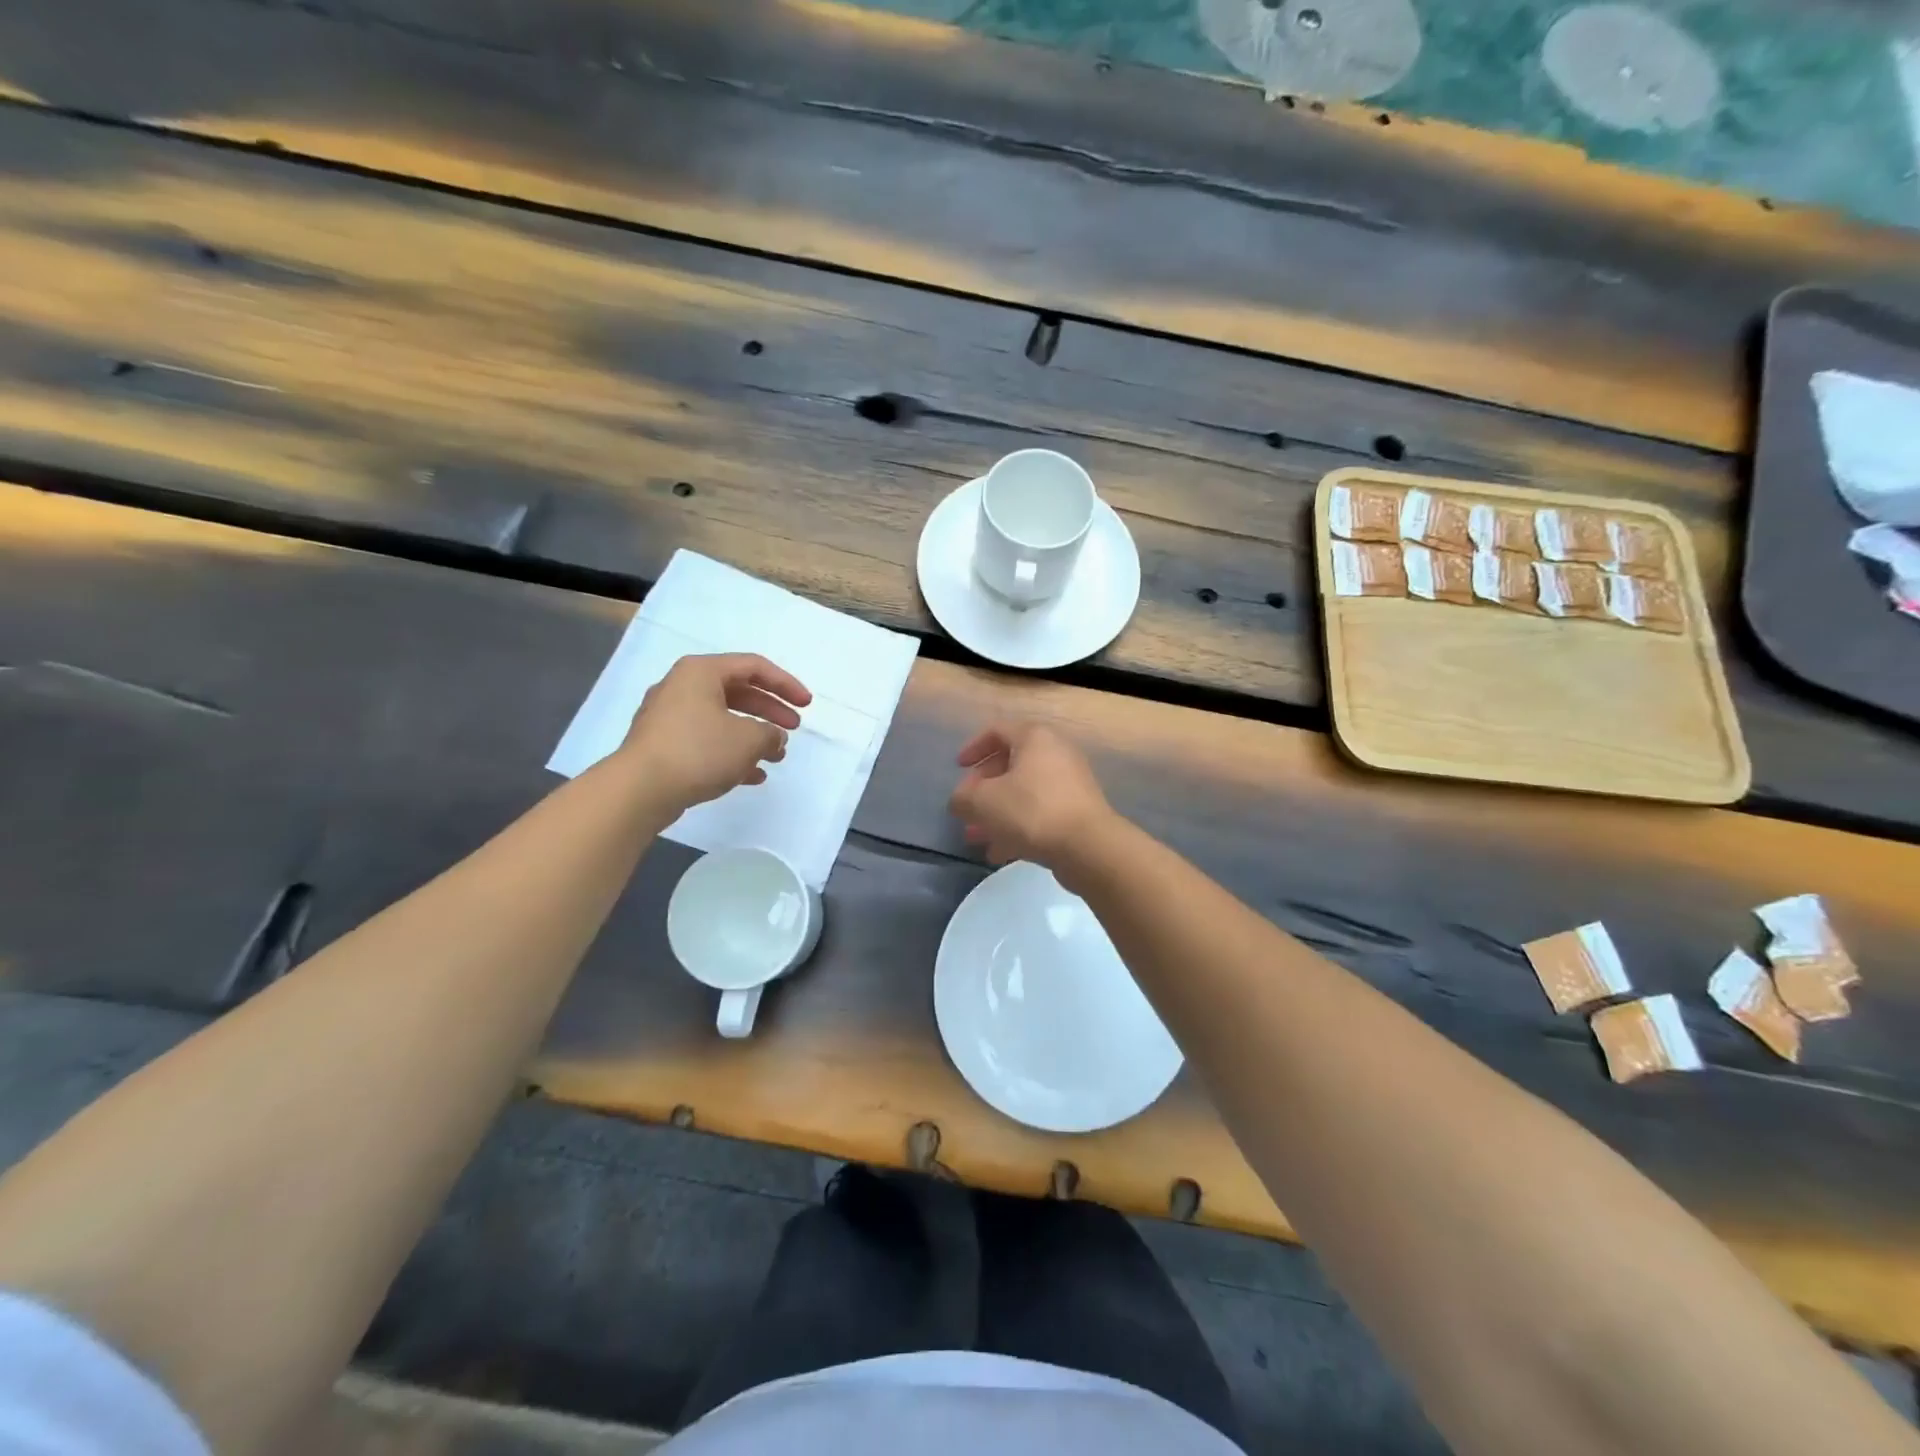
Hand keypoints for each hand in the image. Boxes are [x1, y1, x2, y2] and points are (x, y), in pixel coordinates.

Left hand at [622, 653, 811, 811]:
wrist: (639, 789)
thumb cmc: (699, 751)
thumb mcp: (748, 739)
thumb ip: (770, 734)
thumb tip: (773, 738)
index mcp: (702, 672)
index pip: (754, 667)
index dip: (786, 684)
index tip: (807, 706)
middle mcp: (682, 687)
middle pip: (738, 692)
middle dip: (770, 711)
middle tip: (793, 729)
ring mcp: (669, 717)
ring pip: (723, 719)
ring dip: (753, 736)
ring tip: (777, 756)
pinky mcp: (663, 745)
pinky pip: (706, 741)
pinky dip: (732, 753)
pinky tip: (753, 776)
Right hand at [949, 721, 1115, 873]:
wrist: (1088, 847)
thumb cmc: (1031, 811)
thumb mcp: (983, 802)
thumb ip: (963, 798)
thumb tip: (961, 801)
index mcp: (1034, 738)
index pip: (997, 730)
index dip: (973, 747)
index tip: (958, 768)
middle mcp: (1056, 753)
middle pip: (1010, 764)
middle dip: (983, 789)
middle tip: (967, 809)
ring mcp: (1070, 783)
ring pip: (1024, 792)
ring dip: (997, 813)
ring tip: (977, 838)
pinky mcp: (1077, 811)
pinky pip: (1040, 812)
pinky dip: (1018, 827)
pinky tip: (999, 852)